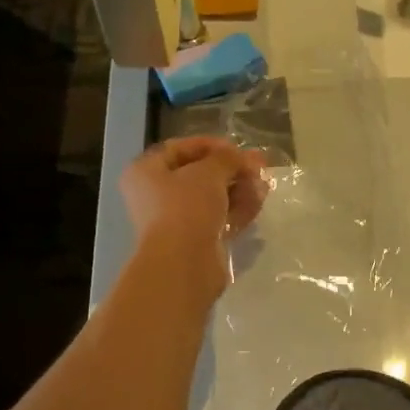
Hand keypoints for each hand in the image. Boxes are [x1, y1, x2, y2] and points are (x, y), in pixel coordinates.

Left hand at [119, 137, 266, 304]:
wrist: (184, 263)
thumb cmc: (187, 207)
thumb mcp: (209, 172)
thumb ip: (227, 158)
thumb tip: (241, 157)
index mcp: (146, 172)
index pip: (180, 149)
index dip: (211, 145)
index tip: (238, 149)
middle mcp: (156, 195)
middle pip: (199, 175)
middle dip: (231, 170)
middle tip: (259, 166)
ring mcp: (176, 221)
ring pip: (212, 198)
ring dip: (239, 189)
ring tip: (264, 184)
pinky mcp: (195, 241)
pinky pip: (218, 219)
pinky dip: (237, 210)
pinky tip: (259, 202)